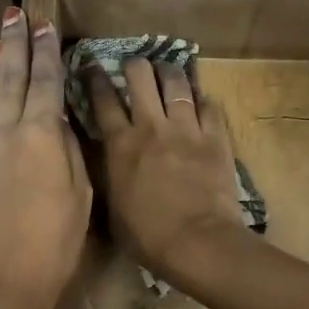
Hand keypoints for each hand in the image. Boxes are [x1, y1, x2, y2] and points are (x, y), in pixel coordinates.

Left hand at [0, 9, 90, 308]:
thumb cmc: (53, 245)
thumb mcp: (79, 196)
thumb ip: (67, 152)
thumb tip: (55, 124)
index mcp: (40, 136)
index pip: (46, 82)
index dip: (47, 52)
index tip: (45, 25)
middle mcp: (4, 132)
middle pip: (11, 78)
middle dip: (14, 44)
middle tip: (14, 15)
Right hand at [87, 56, 246, 278]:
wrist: (197, 241)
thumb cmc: (147, 236)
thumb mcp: (112, 209)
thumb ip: (109, 177)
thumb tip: (105, 165)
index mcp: (120, 145)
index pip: (103, 100)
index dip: (96, 79)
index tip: (93, 67)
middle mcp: (151, 127)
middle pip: (140, 77)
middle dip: (135, 66)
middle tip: (135, 68)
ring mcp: (186, 128)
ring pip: (176, 83)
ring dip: (169, 73)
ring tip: (167, 70)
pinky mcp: (215, 137)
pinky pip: (210, 106)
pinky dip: (203, 100)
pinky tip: (201, 100)